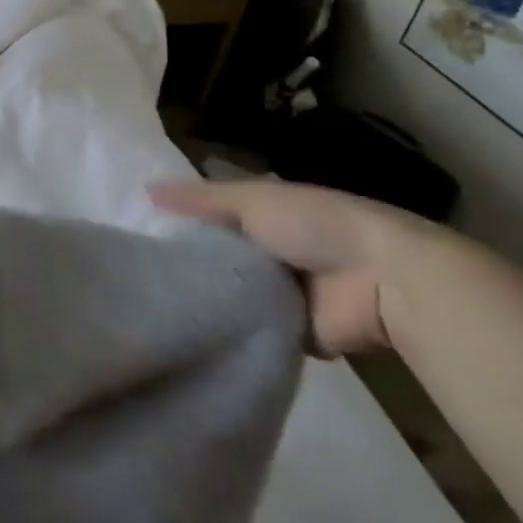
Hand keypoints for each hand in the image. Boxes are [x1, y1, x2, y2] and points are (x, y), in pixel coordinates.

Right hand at [150, 178, 439, 354]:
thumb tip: (145, 190)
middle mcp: (271, 252)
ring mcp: (282, 293)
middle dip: (189, 262)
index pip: (212, 217)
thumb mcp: (252, 198)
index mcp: (266, 215)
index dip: (181, 221)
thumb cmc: (316, 225)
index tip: (140, 230)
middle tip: (139, 271)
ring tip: (154, 302)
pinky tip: (190, 328)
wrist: (383, 281)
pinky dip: (231, 328)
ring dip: (209, 297)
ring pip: (231, 293)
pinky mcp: (291, 332)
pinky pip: (250, 329)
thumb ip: (200, 199)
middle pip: (219, 256)